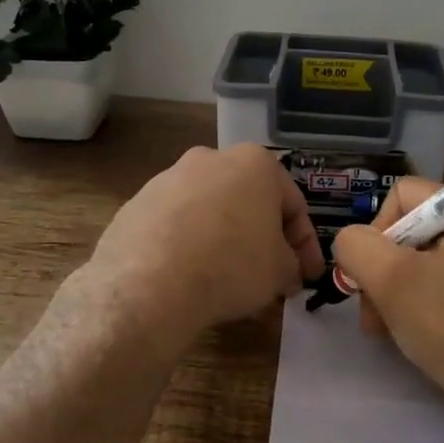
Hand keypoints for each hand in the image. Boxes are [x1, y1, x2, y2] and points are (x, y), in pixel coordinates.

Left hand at [84, 144, 324, 341]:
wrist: (149, 283)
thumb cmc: (231, 265)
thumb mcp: (280, 271)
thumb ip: (292, 265)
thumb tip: (288, 272)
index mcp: (254, 163)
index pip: (293, 205)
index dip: (305, 245)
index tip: (307, 276)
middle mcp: (210, 159)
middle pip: (248, 202)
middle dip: (262, 237)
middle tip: (271, 275)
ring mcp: (168, 178)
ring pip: (210, 211)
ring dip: (224, 238)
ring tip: (228, 278)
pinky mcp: (136, 204)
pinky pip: (175, 225)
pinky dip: (188, 245)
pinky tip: (189, 276)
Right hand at [332, 177, 443, 422]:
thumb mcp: (392, 281)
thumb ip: (357, 248)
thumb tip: (351, 242)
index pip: (401, 194)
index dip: (375, 230)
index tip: (372, 276)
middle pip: (414, 232)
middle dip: (384, 271)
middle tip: (374, 317)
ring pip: (431, 266)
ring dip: (402, 295)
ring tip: (395, 334)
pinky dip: (432, 310)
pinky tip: (428, 341)